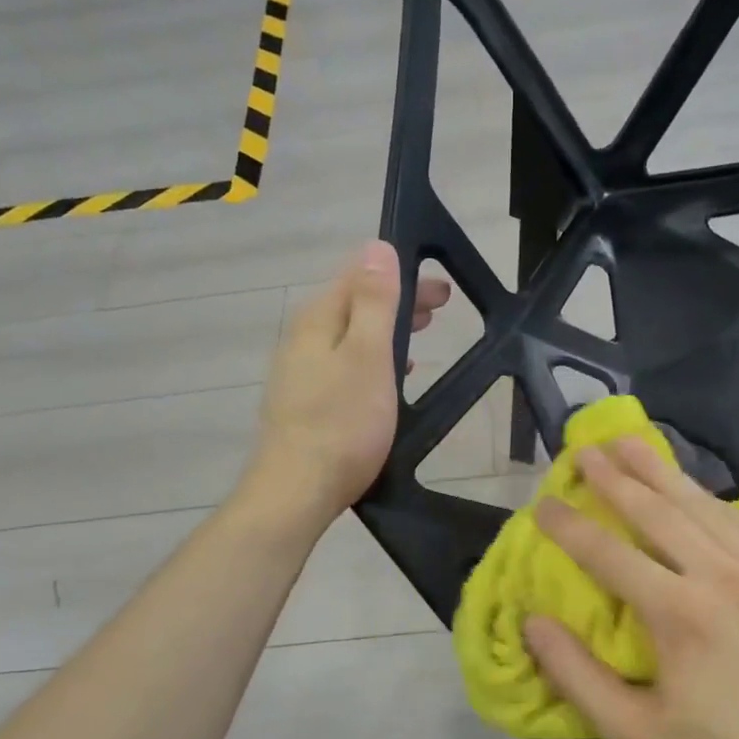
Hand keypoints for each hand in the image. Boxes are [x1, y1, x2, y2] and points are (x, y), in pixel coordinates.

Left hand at [246, 241, 450, 524]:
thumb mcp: (368, 356)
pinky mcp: (304, 402)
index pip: (359, 277)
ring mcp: (300, 372)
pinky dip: (372, 359)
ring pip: (350, 336)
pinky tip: (388, 377)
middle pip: (354, 306)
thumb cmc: (342, 423)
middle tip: (440, 308)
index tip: (441, 287)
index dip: (400, 275)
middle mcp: (303, 339)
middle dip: (397, 301)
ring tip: (420, 335)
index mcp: (319, 320)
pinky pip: (344, 364)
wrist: (297, 490)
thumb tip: (377, 248)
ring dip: (387, 330)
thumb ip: (374, 302)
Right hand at [523, 437, 738, 738]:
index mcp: (682, 617)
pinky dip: (710, 500)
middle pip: (659, 512)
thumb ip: (577, 675)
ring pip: (705, 508)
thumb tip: (533, 621)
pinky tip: (695, 490)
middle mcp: (725, 579)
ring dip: (663, 472)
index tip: (543, 503)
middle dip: (616, 478)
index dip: (570, 527)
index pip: (610, 554)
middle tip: (584, 449)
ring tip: (630, 444)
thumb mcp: (635, 736)